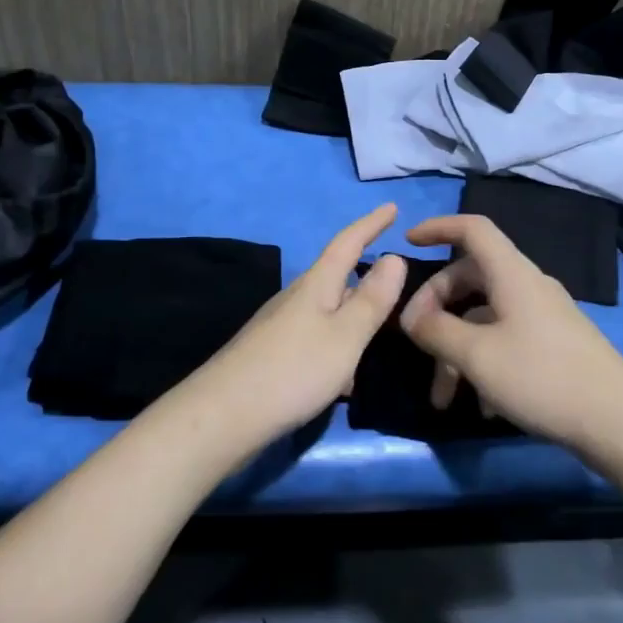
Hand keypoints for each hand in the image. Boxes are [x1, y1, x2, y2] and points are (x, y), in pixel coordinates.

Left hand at [188, 203, 408, 445]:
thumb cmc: (293, 370)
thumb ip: (372, 300)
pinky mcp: (272, 353)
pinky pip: (316, 338)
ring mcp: (280, 326)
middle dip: (366, 278)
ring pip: (328, 312)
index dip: (371, 224)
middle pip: (337, 278)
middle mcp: (296, 298)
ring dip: (354, 319)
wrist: (223, 416)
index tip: (391, 207)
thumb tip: (394, 257)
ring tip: (379, 337)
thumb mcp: (345, 336)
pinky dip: (337, 347)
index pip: (348, 243)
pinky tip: (345, 378)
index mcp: (316, 285)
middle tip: (399, 286)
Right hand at [398, 214, 622, 454]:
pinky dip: (483, 364)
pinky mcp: (553, 345)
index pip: (473, 229)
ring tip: (443, 398)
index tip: (408, 243)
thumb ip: (436, 331)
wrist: (619, 421)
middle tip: (415, 340)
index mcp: (511, 274)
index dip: (438, 227)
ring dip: (456, 350)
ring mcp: (543, 316)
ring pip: (484, 317)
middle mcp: (527, 286)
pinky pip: (505, 340)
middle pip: (470, 277)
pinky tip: (483, 406)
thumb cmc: (542, 377)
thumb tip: (411, 317)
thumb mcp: (477, 355)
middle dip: (436, 308)